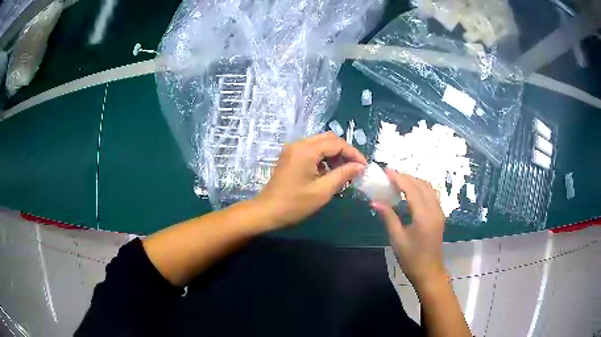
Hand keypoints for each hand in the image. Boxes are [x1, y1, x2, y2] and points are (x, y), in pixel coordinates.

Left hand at [255, 132, 365, 229]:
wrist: (267, 211)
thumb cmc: (294, 204)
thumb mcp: (322, 191)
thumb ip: (343, 175)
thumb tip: (360, 166)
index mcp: (306, 151)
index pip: (336, 144)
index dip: (353, 153)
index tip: (364, 166)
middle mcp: (299, 144)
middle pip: (328, 139)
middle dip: (344, 151)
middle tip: (354, 168)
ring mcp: (293, 149)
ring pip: (320, 143)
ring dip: (334, 154)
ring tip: (343, 172)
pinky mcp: (290, 156)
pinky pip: (312, 150)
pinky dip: (324, 158)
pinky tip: (329, 173)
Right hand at [371, 169, 446, 287]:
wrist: (429, 272)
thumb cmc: (411, 258)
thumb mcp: (397, 239)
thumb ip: (388, 217)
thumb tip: (375, 202)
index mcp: (423, 216)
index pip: (412, 189)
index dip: (399, 178)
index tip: (386, 171)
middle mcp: (434, 210)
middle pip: (422, 185)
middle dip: (406, 177)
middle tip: (390, 176)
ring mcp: (439, 212)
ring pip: (429, 188)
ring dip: (415, 182)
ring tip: (399, 182)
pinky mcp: (439, 216)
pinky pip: (431, 195)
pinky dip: (421, 189)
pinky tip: (411, 193)